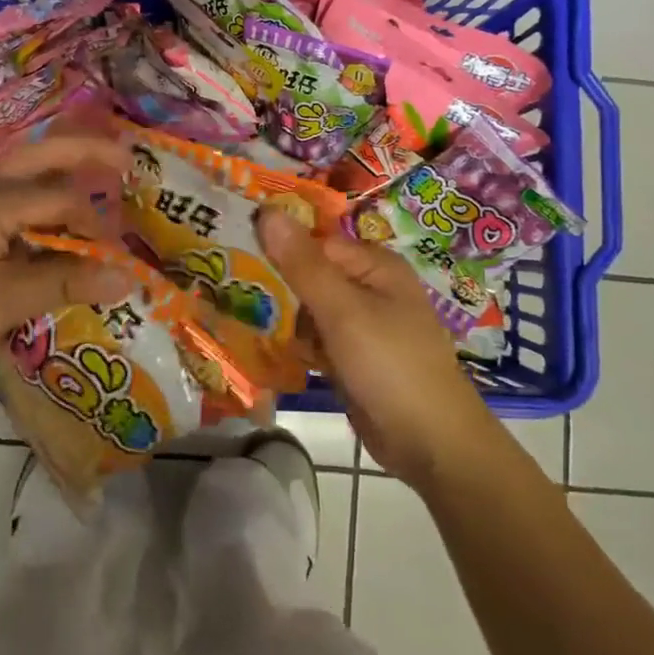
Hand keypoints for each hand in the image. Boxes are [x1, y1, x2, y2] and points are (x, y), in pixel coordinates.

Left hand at [0, 136, 130, 416]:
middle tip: (126, 157)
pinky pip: (15, 225)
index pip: (61, 198)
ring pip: (27, 192)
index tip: (123, 257)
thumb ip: (65, 282)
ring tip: (104, 188)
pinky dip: (44, 228)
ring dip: (64, 189)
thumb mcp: (2, 302)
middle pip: (40, 162)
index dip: (97, 225)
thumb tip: (128, 276)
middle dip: (83, 155)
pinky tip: (63, 245)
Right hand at [258, 209, 500, 492]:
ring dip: (280, 317)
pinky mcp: (351, 357)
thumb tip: (267, 211)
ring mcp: (360, 325)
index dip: (276, 246)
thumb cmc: (390, 365)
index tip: (231, 252)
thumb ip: (303, 264)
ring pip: (308, 309)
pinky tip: (262, 347)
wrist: (430, 444)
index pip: (314, 243)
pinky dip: (294, 344)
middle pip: (309, 274)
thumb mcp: (343, 310)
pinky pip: (315, 339)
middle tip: (223, 288)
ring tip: (233, 317)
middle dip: (274, 284)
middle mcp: (369, 288)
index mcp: (374, 265)